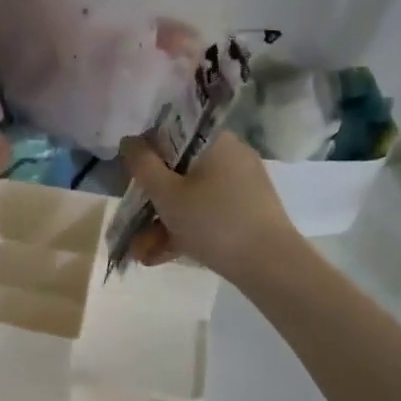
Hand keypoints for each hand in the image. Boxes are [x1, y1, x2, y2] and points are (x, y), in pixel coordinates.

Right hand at [118, 131, 297, 283]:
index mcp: (215, 141)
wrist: (271, 266)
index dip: (146, 155)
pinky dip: (185, 231)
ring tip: (141, 253)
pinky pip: (208, 214)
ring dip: (163, 223)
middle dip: (151, 201)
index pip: (172, 134)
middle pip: (179, 170)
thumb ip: (142, 164)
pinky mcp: (248, 212)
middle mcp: (231, 156)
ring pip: (192, 197)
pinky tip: (160, 257)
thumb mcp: (167, 193)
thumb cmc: (213, 221)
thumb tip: (129, 140)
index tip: (131, 181)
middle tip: (132, 225)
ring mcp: (242, 186)